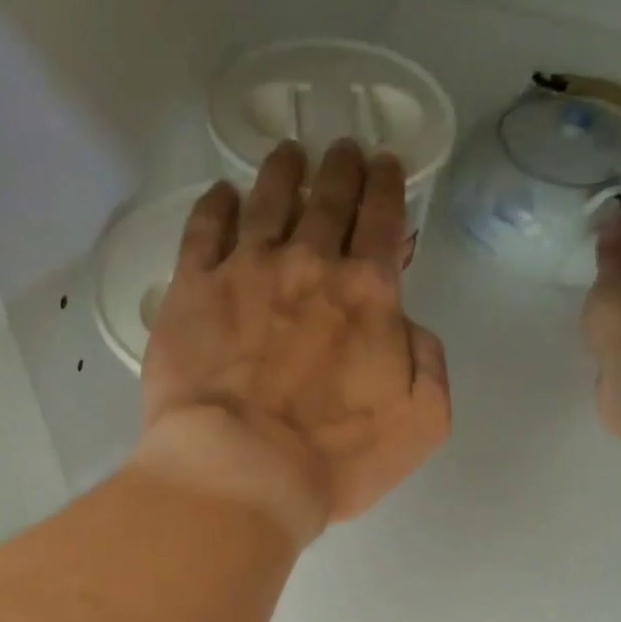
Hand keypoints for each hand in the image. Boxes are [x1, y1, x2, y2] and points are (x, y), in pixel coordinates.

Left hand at [134, 141, 451, 545]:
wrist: (243, 471)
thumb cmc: (335, 458)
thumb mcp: (422, 421)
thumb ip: (427, 361)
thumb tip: (407, 324)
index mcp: (368, 294)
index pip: (383, 221)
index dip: (387, 188)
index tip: (385, 166)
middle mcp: (309, 265)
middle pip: (330, 198)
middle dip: (343, 168)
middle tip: (344, 150)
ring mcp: (246, 271)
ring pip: (269, 198)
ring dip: (284, 171)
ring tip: (290, 154)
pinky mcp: (192, 290)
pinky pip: (205, 228)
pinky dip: (218, 204)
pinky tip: (223, 194)